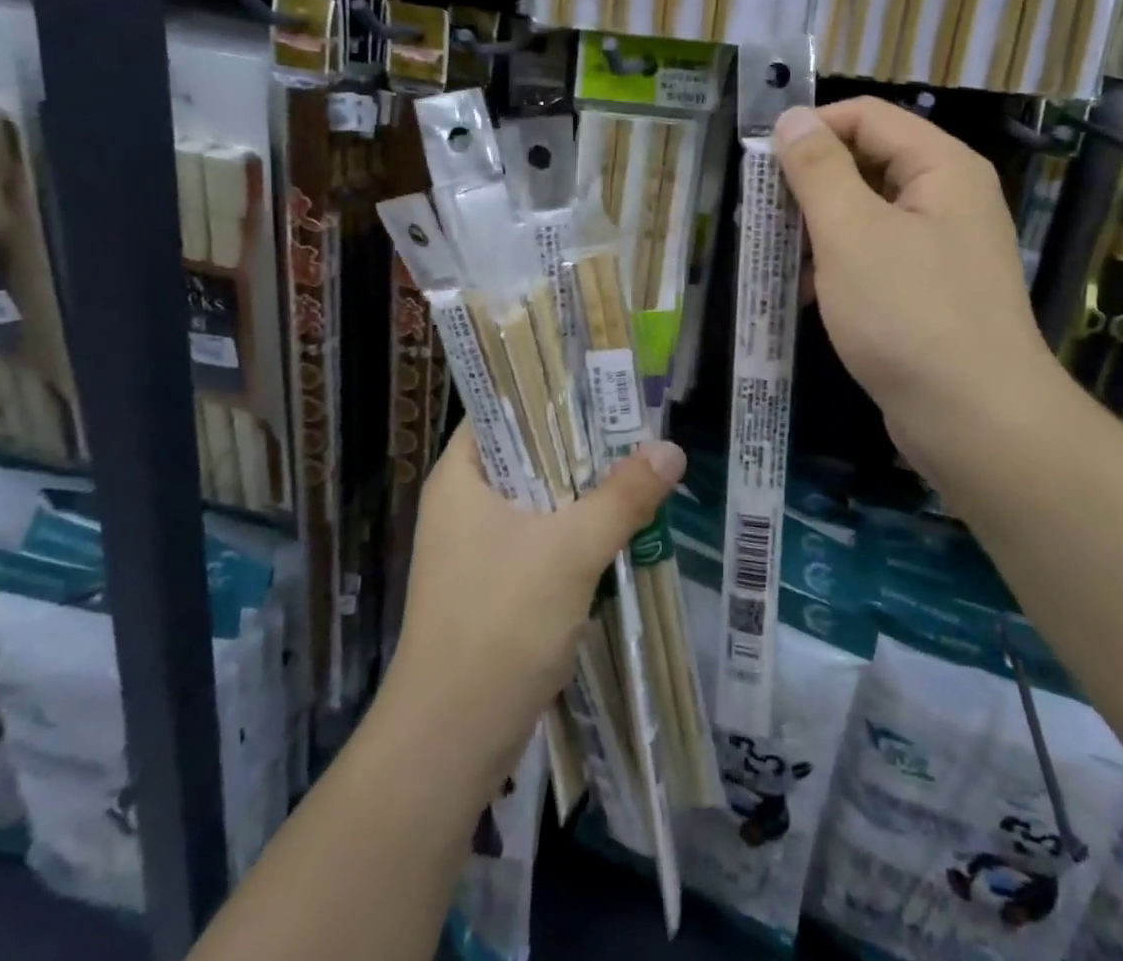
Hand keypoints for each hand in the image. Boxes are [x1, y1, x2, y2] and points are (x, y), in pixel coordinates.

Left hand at [381, 424, 685, 792]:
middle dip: (579, 444)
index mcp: (461, 477)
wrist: (452, 739)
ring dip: (582, 490)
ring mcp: (475, 548)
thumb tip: (670, 449)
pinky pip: (540, 538)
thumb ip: (622, 497)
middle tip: (634, 424)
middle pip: (527, 454)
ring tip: (636, 466)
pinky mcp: (494, 585)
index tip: (600, 384)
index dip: (548, 393)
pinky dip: (574, 530)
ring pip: (538, 499)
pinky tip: (617, 527)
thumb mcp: (571, 550)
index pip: (501, 410)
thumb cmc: (501, 623)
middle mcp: (462, 504)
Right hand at [774, 98, 1071, 484]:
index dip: (810, 131)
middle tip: (759, 216)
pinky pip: (876, 258)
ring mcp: (942, 248)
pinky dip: (838, 267)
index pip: (865, 117)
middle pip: (866, 163)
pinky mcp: (930, 291)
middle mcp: (948, 197)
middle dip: (808, 186)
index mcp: (940, 167)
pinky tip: (807, 296)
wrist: (975, 420)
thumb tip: (792, 118)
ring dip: (817, 230)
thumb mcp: (849, 232)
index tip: (760, 165)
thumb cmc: (907, 314)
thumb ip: (817, 169)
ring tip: (776, 258)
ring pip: (866, 215)